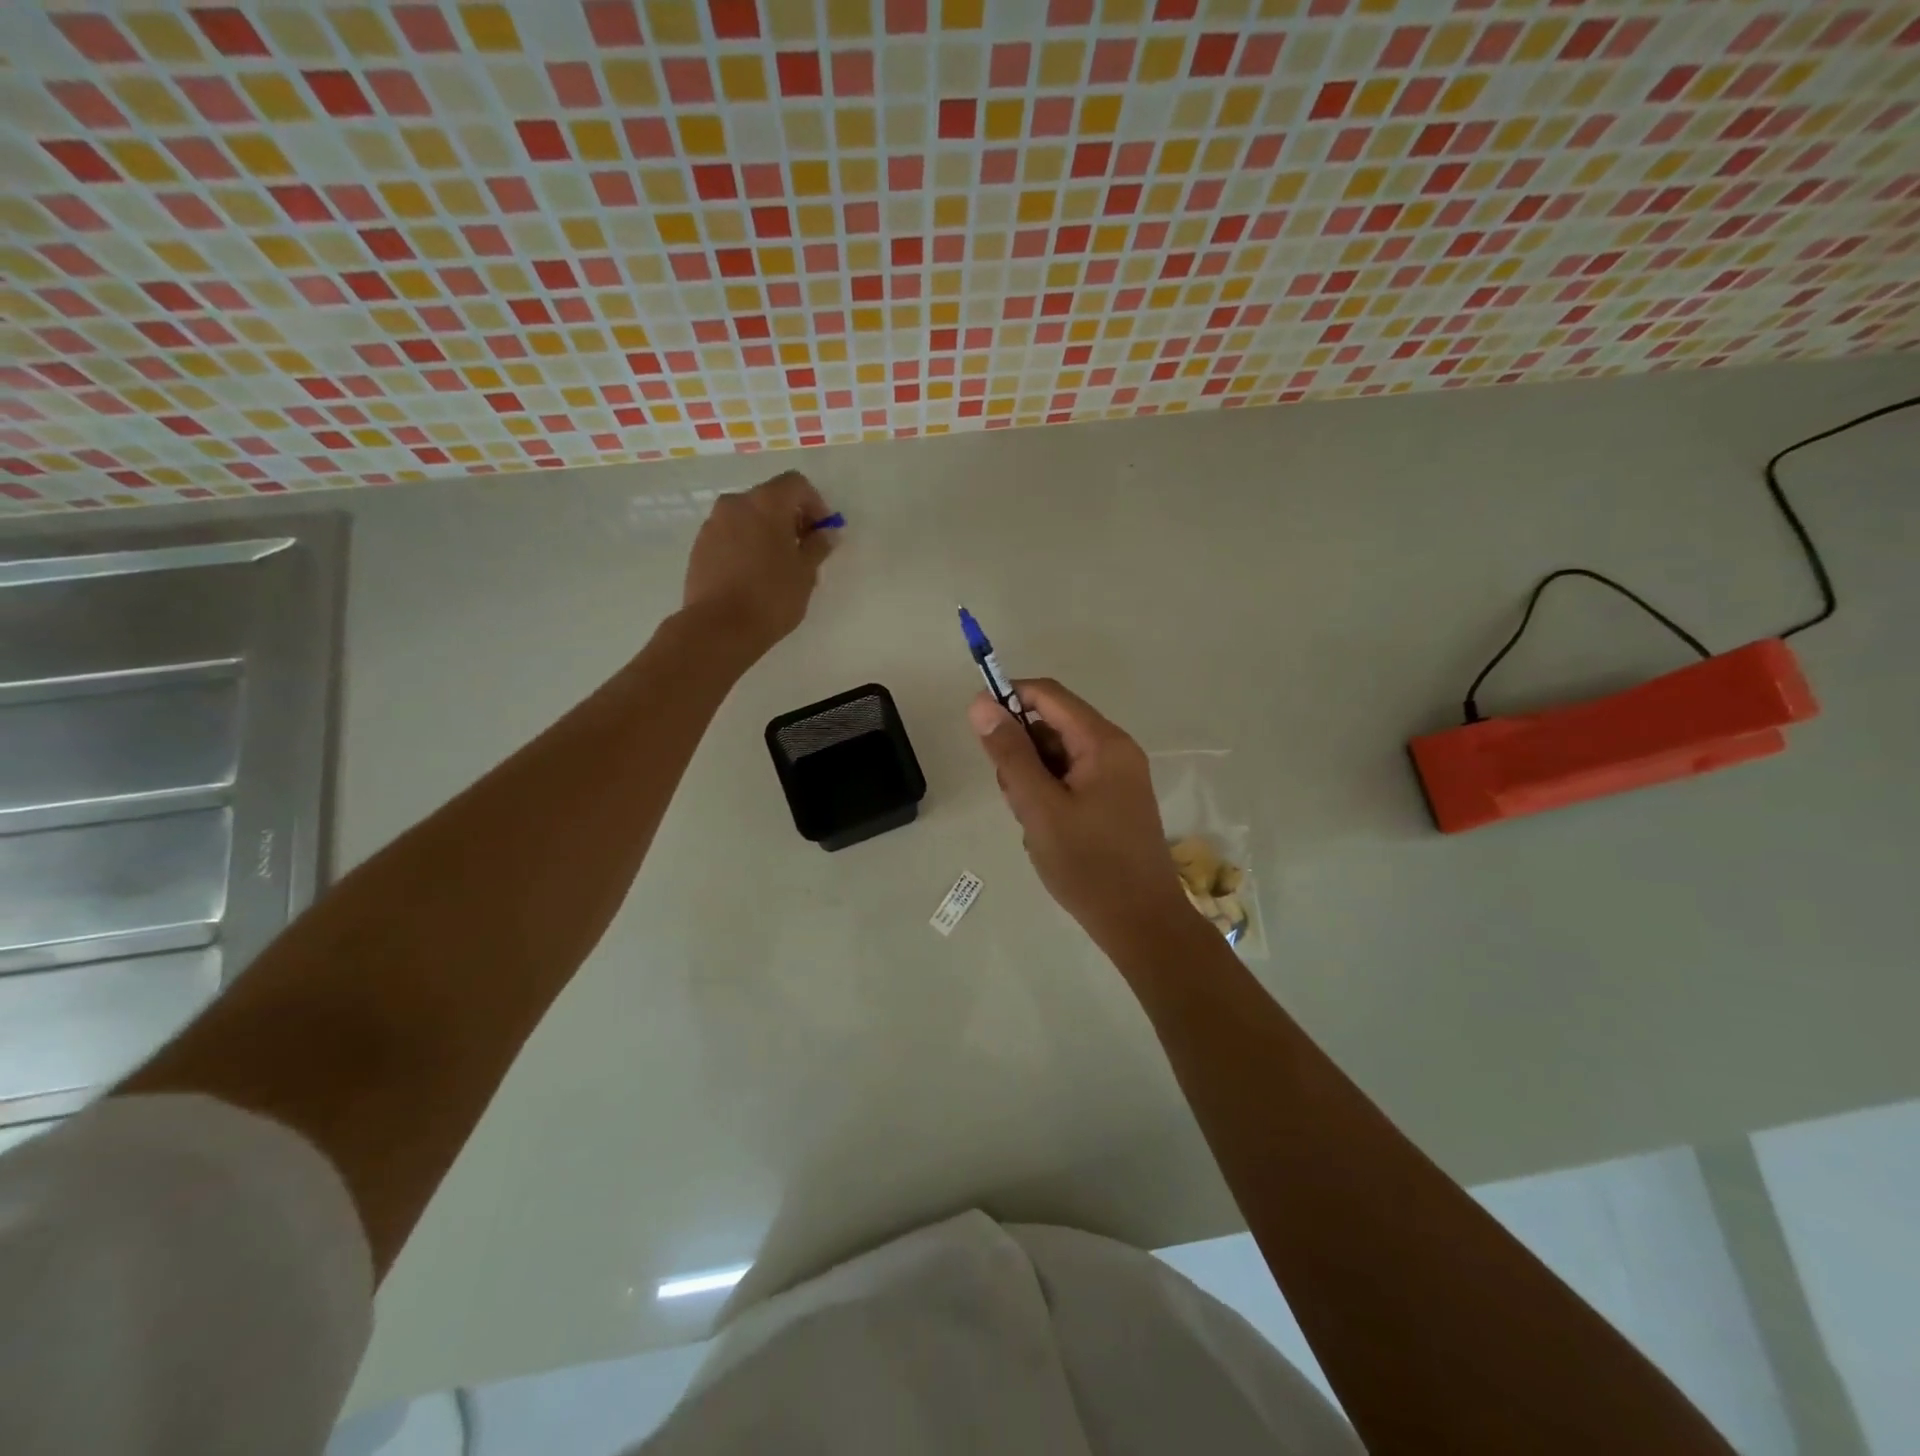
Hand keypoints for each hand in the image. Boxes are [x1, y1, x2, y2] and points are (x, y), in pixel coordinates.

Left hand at [683, 471, 834, 658]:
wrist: (719, 627)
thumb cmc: (771, 596)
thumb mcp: (805, 572)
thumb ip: (818, 546)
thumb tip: (826, 533)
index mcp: (766, 502)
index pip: (796, 484)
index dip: (815, 504)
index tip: (823, 532)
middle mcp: (735, 503)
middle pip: (769, 498)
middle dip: (790, 518)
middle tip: (804, 549)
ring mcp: (712, 524)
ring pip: (747, 517)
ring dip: (766, 531)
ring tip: (778, 565)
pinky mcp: (699, 547)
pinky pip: (730, 535)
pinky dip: (746, 544)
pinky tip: (754, 575)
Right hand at [969, 679, 1191, 952]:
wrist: (1142, 923)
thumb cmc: (1089, 865)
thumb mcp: (1039, 807)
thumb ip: (1009, 753)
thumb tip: (980, 704)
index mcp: (1103, 742)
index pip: (1048, 695)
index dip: (1009, 698)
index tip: (978, 728)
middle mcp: (1115, 750)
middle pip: (1052, 725)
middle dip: (1021, 751)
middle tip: (1014, 796)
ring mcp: (1117, 776)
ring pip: (1058, 756)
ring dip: (1033, 778)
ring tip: (1032, 822)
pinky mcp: (1114, 801)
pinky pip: (1071, 779)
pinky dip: (1049, 795)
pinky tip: (1046, 830)